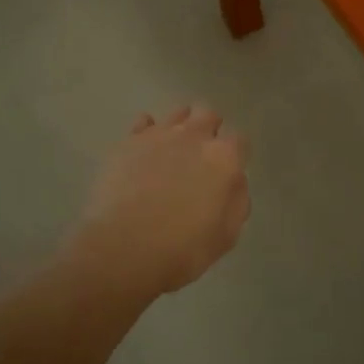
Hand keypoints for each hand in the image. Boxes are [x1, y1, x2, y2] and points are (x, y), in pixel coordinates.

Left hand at [66, 106, 250, 296]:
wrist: (123, 249)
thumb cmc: (182, 249)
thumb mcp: (226, 235)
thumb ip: (236, 200)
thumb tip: (234, 182)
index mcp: (224, 159)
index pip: (239, 140)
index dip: (236, 154)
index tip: (228, 170)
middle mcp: (194, 136)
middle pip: (208, 115)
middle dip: (209, 129)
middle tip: (201, 156)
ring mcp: (159, 135)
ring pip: (177, 113)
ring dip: (181, 125)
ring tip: (174, 149)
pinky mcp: (128, 142)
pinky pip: (143, 123)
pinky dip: (148, 132)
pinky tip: (145, 151)